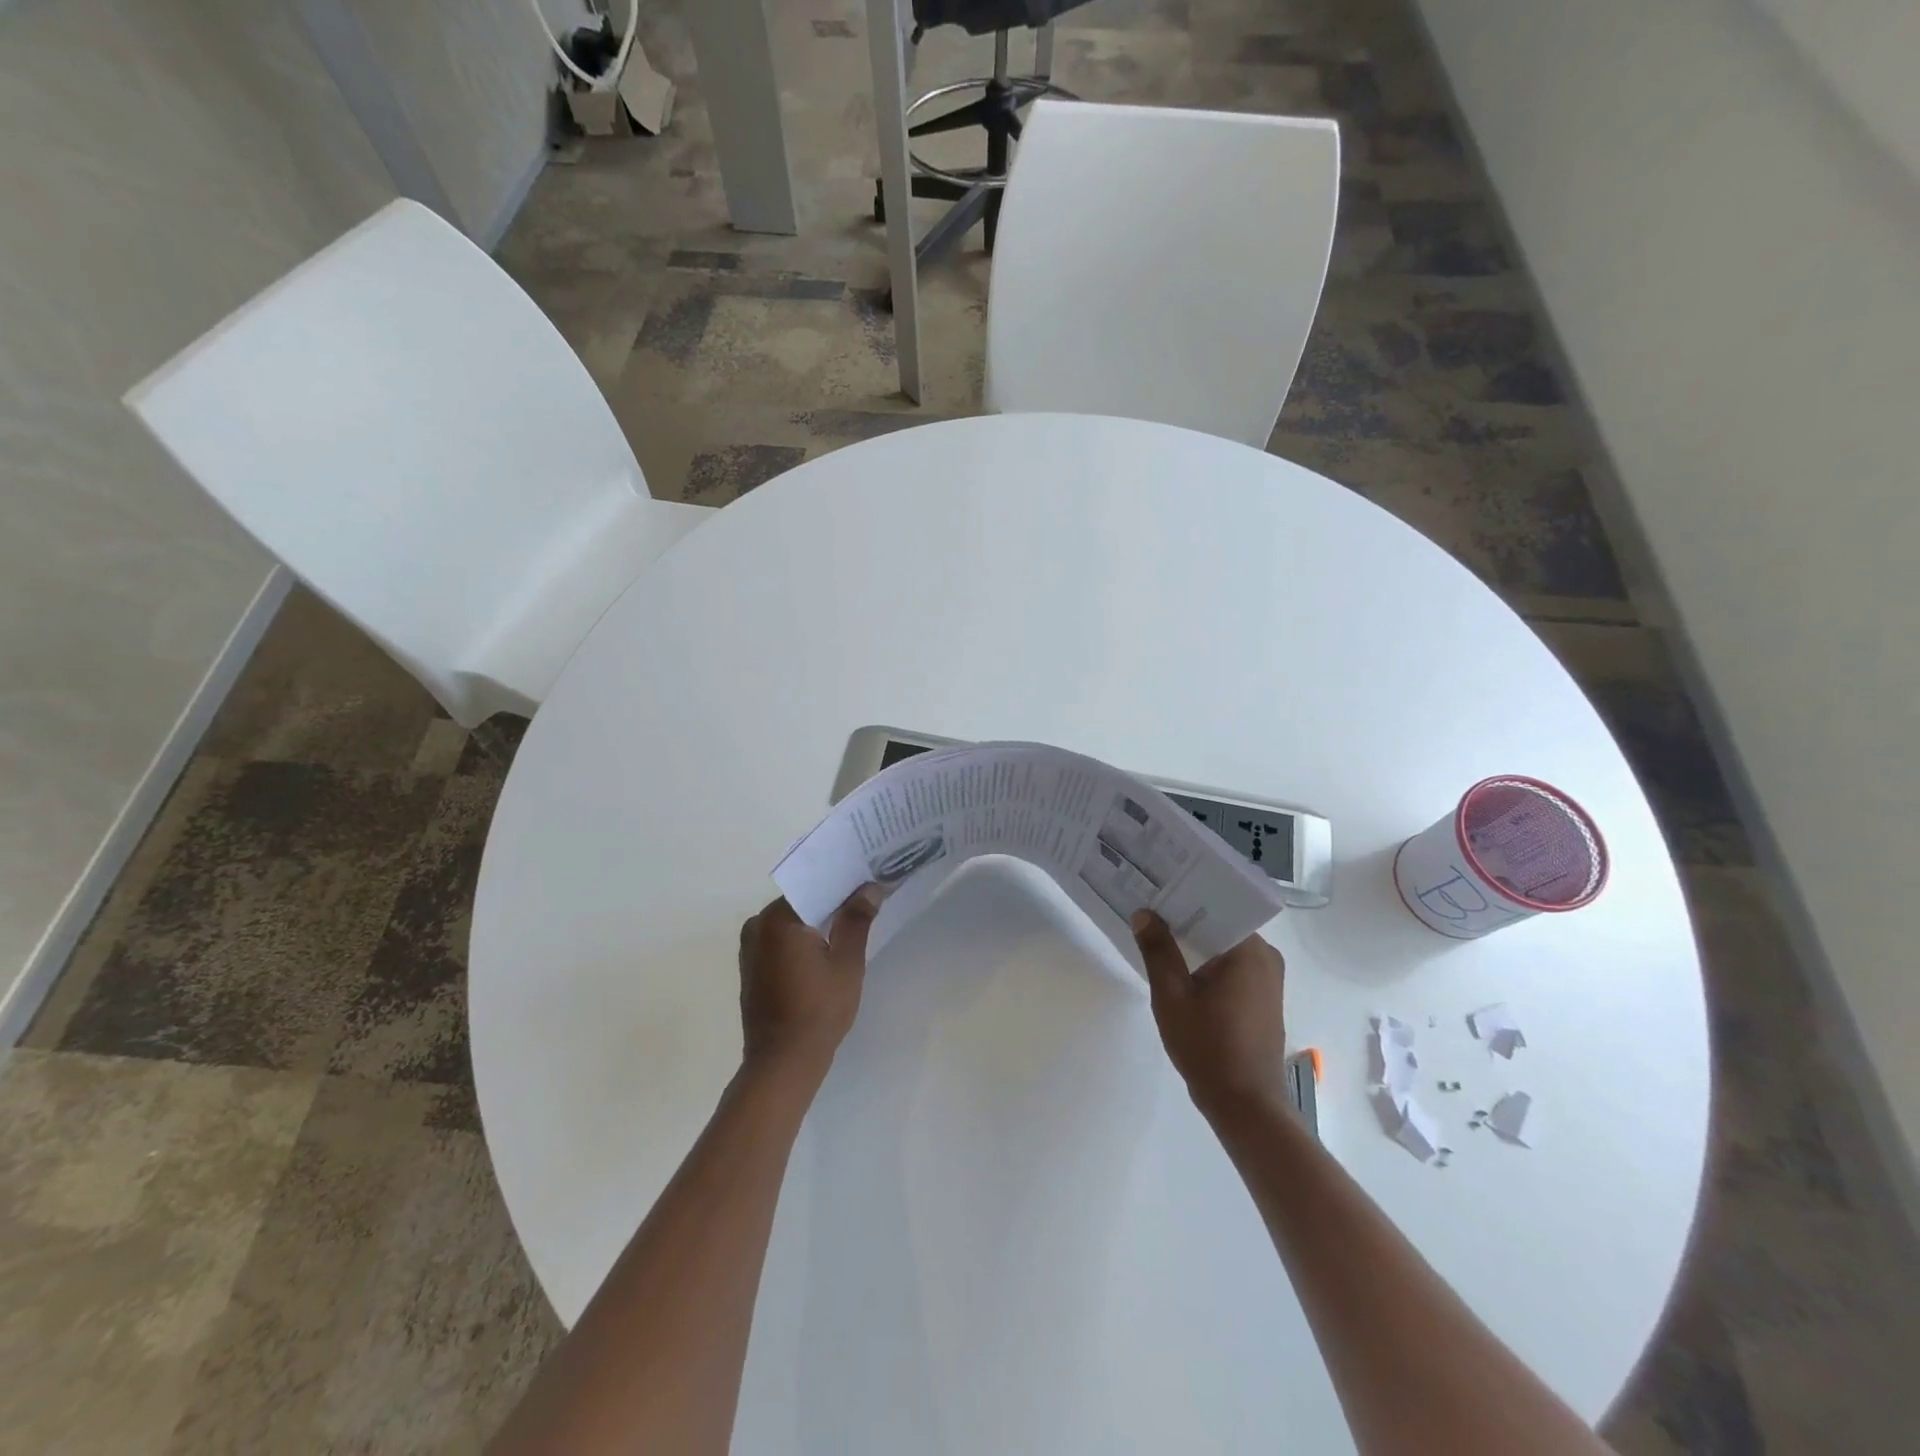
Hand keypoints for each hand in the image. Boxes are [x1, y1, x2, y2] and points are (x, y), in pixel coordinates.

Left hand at [737, 890, 878, 1082]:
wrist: (782, 1064)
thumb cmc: (818, 1011)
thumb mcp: (846, 962)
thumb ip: (856, 919)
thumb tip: (869, 888)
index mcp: (777, 919)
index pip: (815, 885)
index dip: (844, 882)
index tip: (869, 879)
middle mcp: (757, 926)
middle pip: (802, 902)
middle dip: (833, 900)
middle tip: (868, 896)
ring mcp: (751, 948)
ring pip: (792, 921)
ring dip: (818, 920)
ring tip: (854, 918)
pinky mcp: (753, 967)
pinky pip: (782, 940)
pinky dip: (804, 938)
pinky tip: (828, 946)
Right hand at [1131, 911, 1288, 1119]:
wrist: (1246, 1106)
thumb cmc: (1208, 1047)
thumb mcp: (1172, 996)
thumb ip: (1158, 950)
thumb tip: (1144, 913)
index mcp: (1250, 950)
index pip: (1218, 905)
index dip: (1185, 894)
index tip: (1157, 887)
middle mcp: (1265, 958)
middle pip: (1221, 924)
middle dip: (1185, 917)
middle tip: (1148, 906)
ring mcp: (1267, 980)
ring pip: (1224, 946)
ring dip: (1194, 941)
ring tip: (1156, 930)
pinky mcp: (1261, 999)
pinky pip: (1230, 966)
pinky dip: (1206, 962)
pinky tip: (1177, 966)